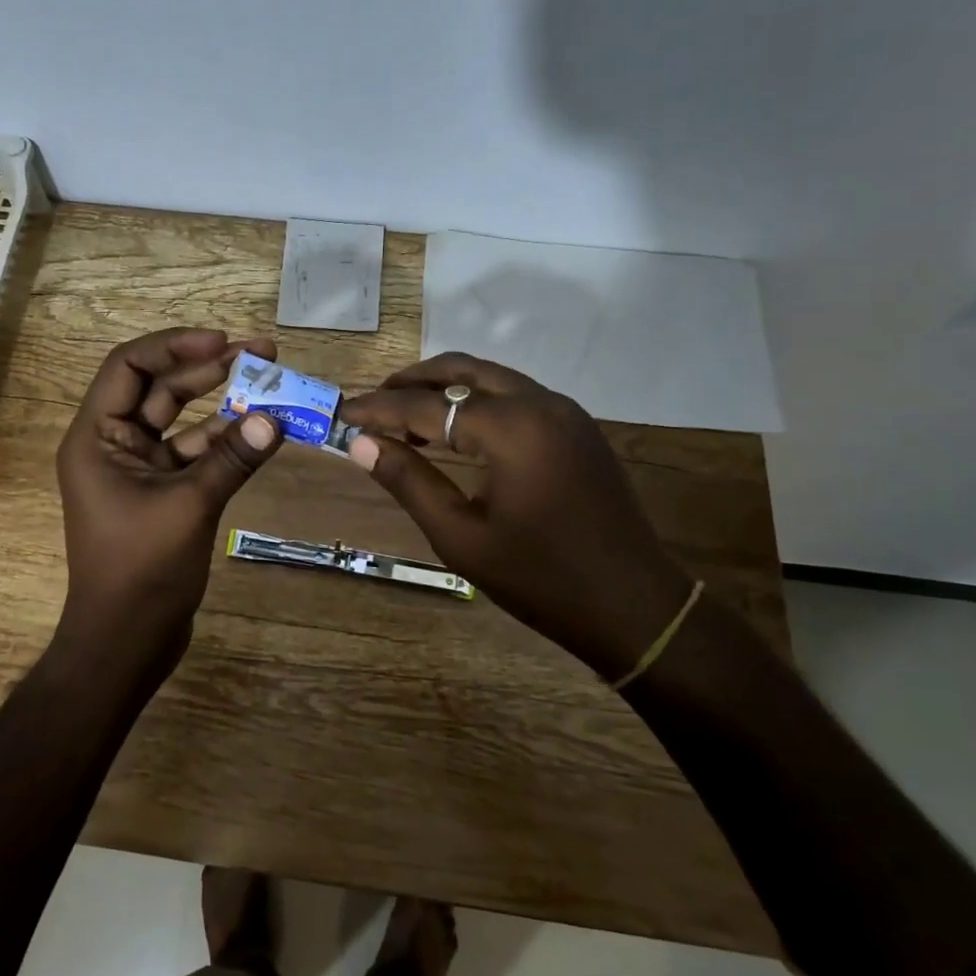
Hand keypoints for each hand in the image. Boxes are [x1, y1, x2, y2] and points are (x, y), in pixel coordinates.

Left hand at [55, 328, 283, 666]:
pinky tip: (261, 430)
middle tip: (262, 352)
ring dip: (222, 401)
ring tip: (269, 379)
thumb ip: (232, 459)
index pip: (129, 367)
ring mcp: (138, 468)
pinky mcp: (161, 492)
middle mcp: (112, 444)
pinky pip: (194, 452)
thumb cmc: (141, 571)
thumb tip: (275, 420)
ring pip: (181, 419)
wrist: (126, 642)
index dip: (175, 346)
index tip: (223, 341)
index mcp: (96, 437)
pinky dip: (225, 441)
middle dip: (208, 367)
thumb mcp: (190, 507)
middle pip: (159, 388)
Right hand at [338, 354, 694, 676]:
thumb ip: (409, 482)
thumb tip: (361, 445)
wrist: (633, 605)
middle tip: (372, 406)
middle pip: (461, 370)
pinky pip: (514, 395)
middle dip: (411, 383)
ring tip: (404, 416)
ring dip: (443, 388)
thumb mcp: (461, 537)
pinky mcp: (575, 427)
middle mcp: (540, 403)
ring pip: (490, 377)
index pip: (426, 405)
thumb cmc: (540, 579)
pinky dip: (475, 400)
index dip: (379, 409)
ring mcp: (564, 411)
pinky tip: (454, 430)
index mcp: (512, 428)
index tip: (341, 414)